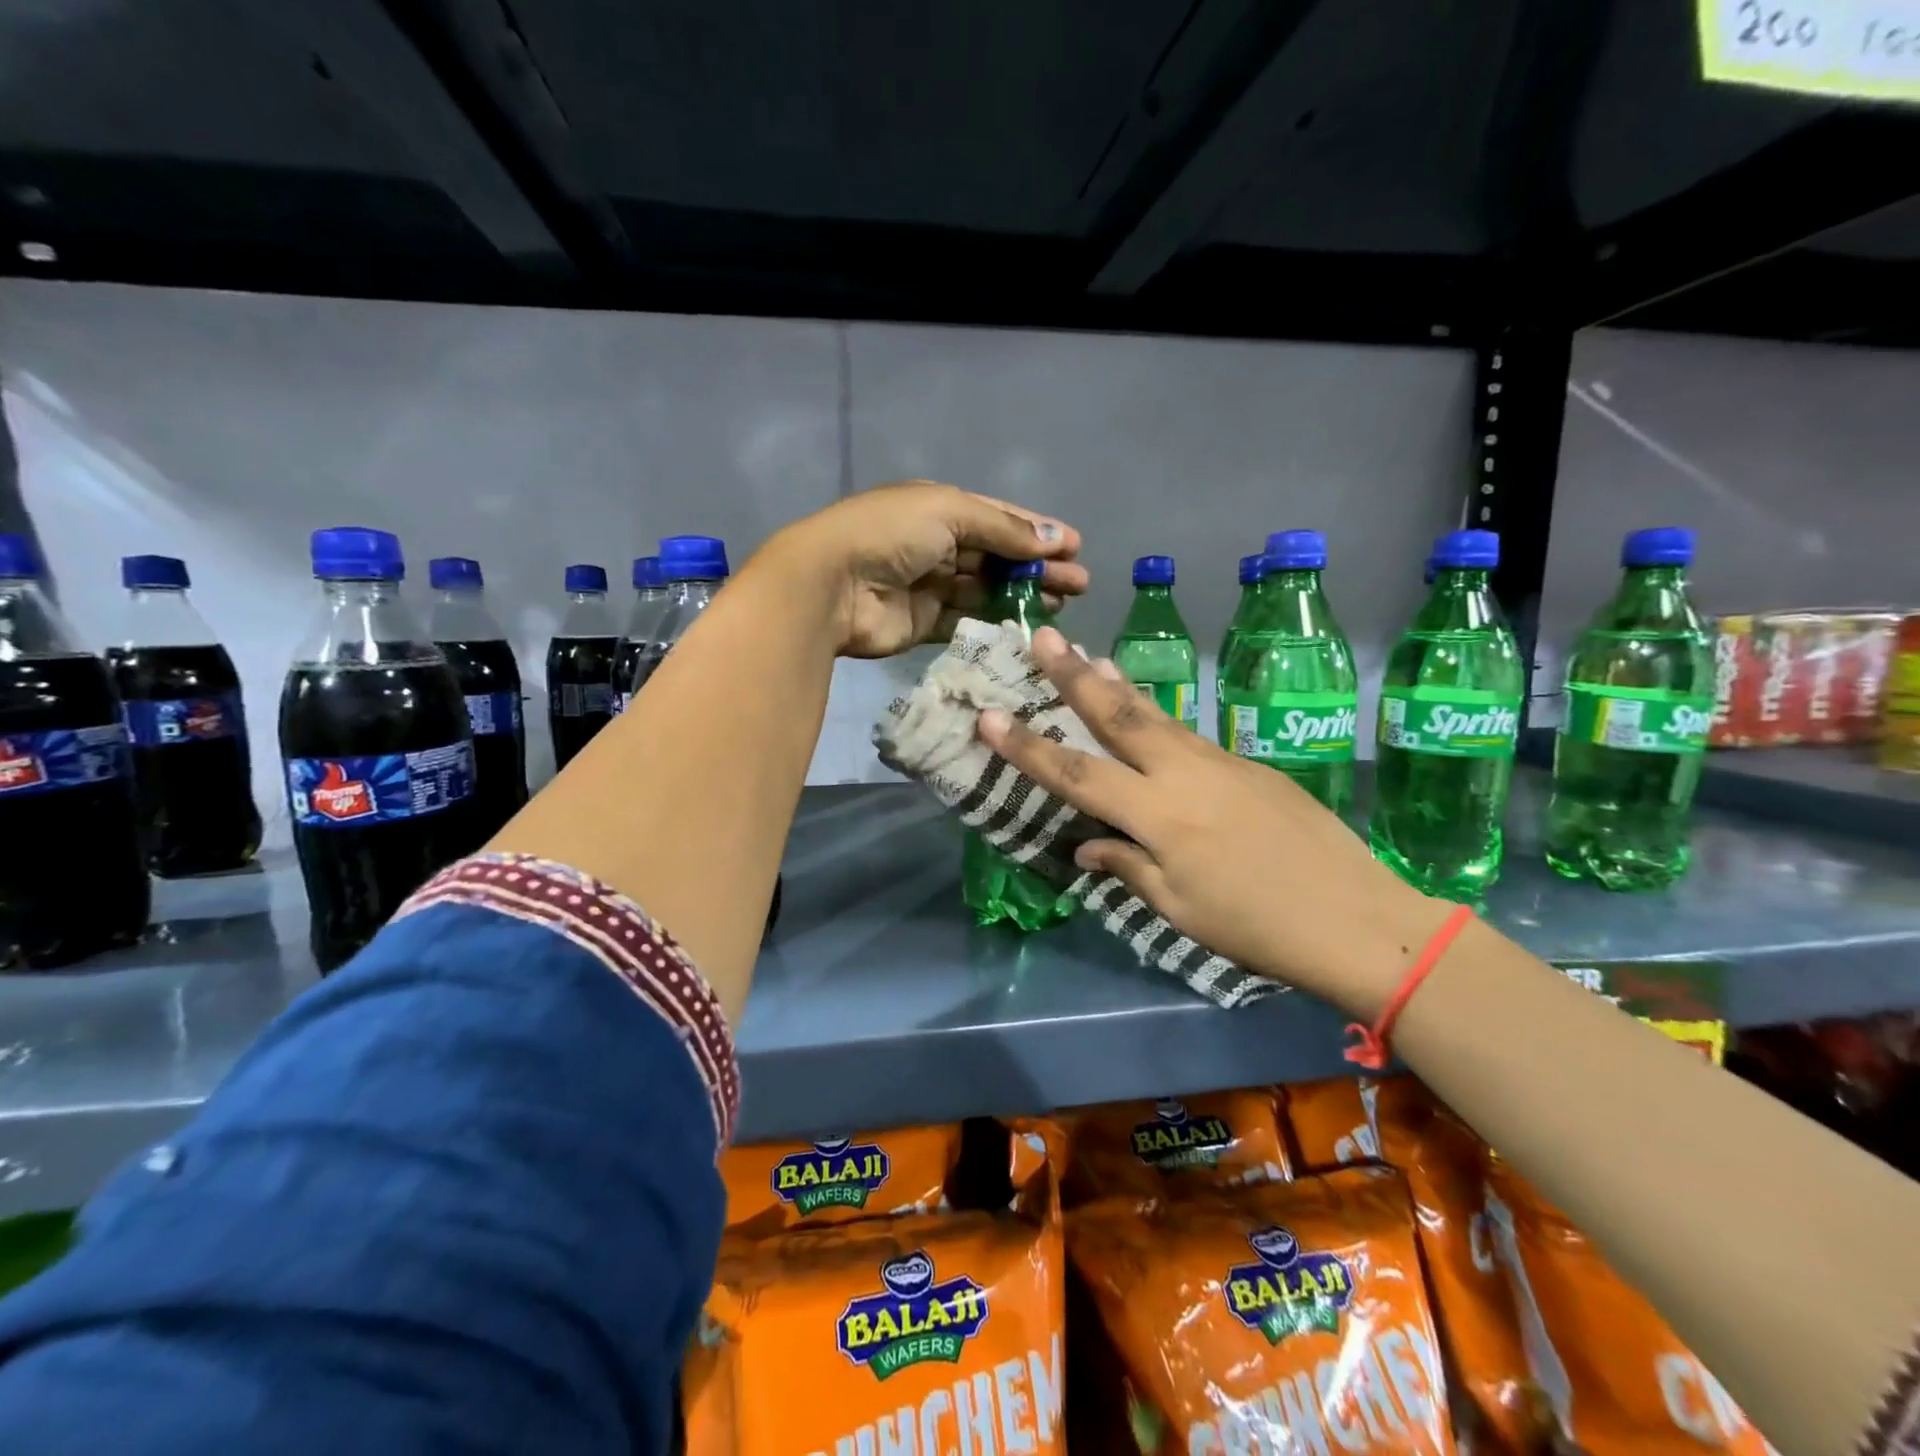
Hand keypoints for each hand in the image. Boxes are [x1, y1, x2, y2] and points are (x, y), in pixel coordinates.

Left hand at [763, 481, 1085, 657]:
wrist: (832, 585)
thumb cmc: (890, 534)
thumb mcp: (950, 512)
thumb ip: (1002, 528)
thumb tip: (1053, 538)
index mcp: (939, 508)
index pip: (998, 518)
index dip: (1037, 531)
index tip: (1075, 548)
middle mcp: (935, 544)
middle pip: (997, 557)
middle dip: (1038, 567)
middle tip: (1079, 584)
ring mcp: (929, 585)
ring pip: (985, 590)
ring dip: (1022, 595)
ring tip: (1061, 605)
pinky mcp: (923, 623)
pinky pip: (966, 621)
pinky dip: (994, 623)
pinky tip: (1025, 626)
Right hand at [977, 626, 1453, 1017]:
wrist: (1358, 919)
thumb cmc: (1258, 928)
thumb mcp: (1179, 909)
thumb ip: (1128, 867)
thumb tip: (1089, 845)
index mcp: (1158, 816)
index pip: (1076, 774)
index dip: (1027, 747)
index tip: (989, 716)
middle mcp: (1183, 774)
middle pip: (1118, 715)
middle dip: (1073, 675)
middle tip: (1042, 636)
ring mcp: (1221, 762)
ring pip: (1156, 714)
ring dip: (1116, 684)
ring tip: (1088, 655)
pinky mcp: (1249, 764)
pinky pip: (1189, 735)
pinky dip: (1157, 717)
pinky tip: (1148, 715)